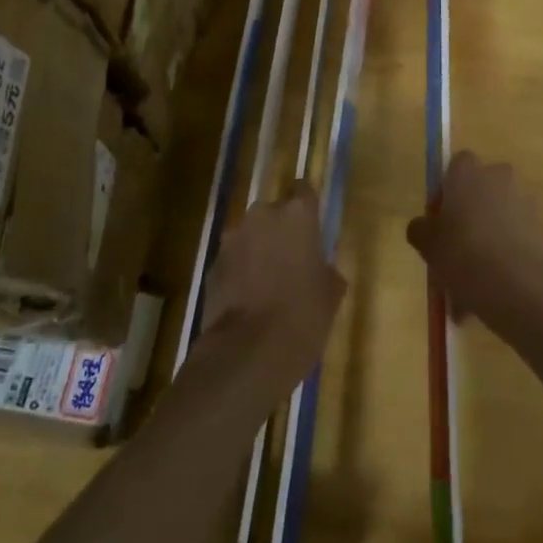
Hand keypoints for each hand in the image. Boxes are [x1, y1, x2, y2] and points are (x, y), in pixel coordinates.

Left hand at [202, 183, 346, 397]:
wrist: (247, 353)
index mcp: (297, 215)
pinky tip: (247, 302)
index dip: (307, 207)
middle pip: (273, 212)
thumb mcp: (331, 294)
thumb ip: (325, 270)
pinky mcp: (212, 266)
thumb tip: (320, 269)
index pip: (303, 189)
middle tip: (291, 261)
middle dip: (280, 231)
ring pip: (250, 236)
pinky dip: (240, 273)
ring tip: (267, 285)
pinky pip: (233, 261)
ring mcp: (232, 239)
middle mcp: (262, 216)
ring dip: (258, 251)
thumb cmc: (302, 317)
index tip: (311, 227)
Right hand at [407, 150, 542, 334]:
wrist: (517, 286)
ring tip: (476, 278)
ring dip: (490, 235)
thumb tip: (423, 226)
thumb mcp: (427, 244)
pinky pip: (518, 235)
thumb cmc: (463, 254)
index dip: (446, 190)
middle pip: (482, 188)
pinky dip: (508, 252)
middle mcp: (499, 176)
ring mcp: (525, 200)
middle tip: (457, 246)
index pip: (456, 165)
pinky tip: (495, 285)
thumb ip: (421, 229)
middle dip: (472, 211)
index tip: (440, 219)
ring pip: (501, 214)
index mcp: (468, 172)